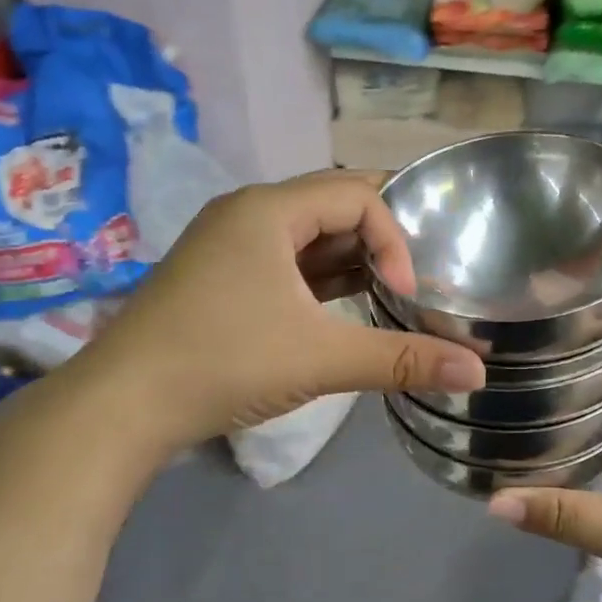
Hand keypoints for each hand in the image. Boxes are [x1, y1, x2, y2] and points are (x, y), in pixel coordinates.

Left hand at [91, 171, 485, 451]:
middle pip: (332, 207)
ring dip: (351, 263)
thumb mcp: (321, 358)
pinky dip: (321, 282)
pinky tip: (345, 310)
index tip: (406, 294)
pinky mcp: (220, 281)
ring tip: (393, 296)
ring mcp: (228, 248)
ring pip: (307, 239)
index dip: (395, 238)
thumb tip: (479, 372)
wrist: (122, 407)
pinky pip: (285, 265)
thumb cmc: (224, 362)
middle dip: (381, 241)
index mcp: (266, 210)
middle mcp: (246, 215)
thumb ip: (403, 360)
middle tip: (420, 279)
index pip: (356, 194)